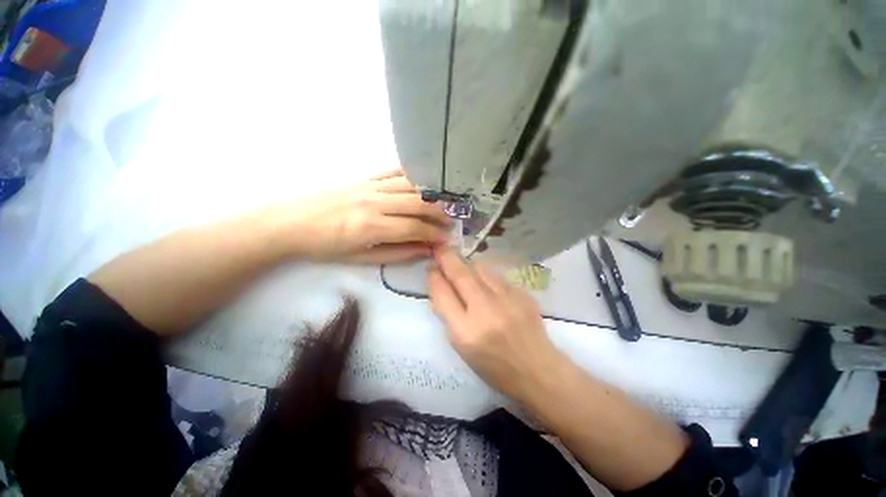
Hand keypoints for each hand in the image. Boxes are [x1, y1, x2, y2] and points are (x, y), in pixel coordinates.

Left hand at [282, 169, 450, 263]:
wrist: (292, 223)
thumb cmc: (326, 247)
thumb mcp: (362, 259)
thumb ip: (397, 253)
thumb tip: (425, 250)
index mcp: (371, 227)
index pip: (414, 228)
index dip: (433, 234)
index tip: (446, 239)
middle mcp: (374, 202)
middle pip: (417, 203)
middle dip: (439, 213)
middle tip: (450, 222)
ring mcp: (369, 186)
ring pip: (410, 185)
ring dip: (430, 195)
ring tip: (442, 205)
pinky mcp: (364, 178)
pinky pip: (393, 172)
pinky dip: (412, 176)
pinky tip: (424, 182)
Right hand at [427, 246, 563, 398]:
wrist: (537, 369)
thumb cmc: (493, 366)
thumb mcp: (462, 347)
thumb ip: (448, 315)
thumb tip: (440, 286)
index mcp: (466, 332)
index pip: (443, 294)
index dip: (434, 277)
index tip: (431, 268)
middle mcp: (486, 311)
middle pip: (461, 275)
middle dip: (447, 257)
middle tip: (440, 248)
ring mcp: (507, 299)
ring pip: (480, 269)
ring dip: (467, 265)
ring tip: (462, 266)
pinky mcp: (522, 293)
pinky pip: (497, 276)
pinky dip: (485, 275)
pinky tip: (485, 282)